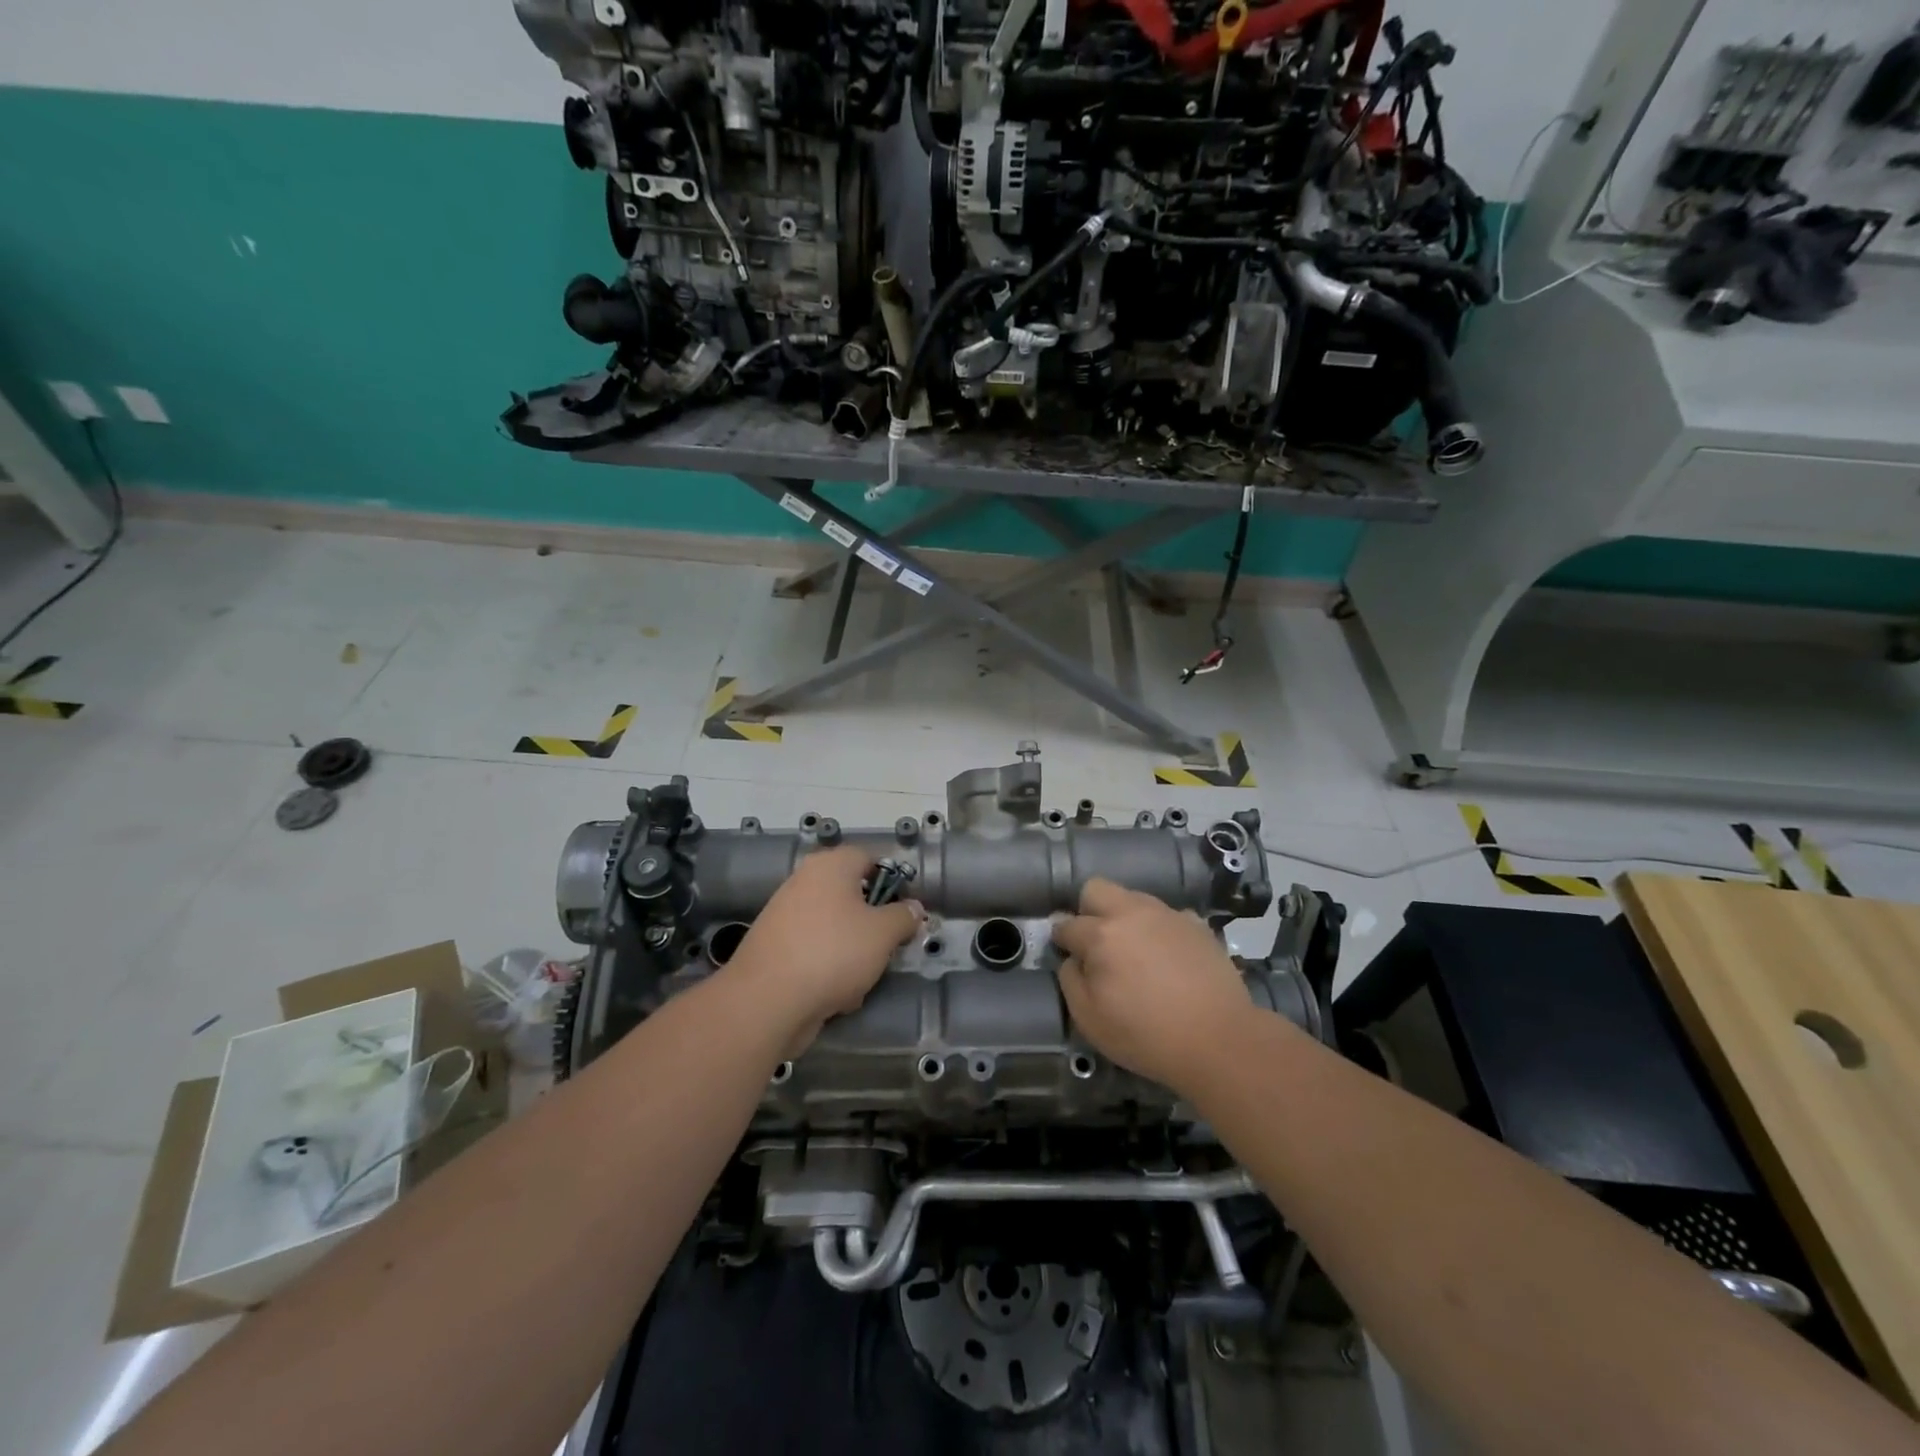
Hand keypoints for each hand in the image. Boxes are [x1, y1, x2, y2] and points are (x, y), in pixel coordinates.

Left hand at [726, 846, 922, 1052]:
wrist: (767, 1000)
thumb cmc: (834, 952)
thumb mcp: (883, 933)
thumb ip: (904, 916)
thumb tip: (913, 908)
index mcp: (830, 865)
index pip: (869, 858)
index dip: (892, 881)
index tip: (905, 911)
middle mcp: (804, 881)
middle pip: (851, 895)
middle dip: (872, 924)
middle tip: (887, 947)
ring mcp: (785, 914)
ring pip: (835, 928)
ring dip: (852, 952)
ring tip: (861, 979)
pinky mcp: (775, 947)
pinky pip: (814, 951)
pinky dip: (828, 969)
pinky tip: (836, 996)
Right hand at [1052, 878, 1253, 1093]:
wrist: (1219, 1040)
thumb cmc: (1146, 1034)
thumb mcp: (1089, 1019)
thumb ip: (1071, 980)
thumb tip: (1073, 960)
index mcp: (1101, 934)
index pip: (1066, 925)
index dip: (1061, 940)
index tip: (1065, 954)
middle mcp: (1132, 913)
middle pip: (1096, 889)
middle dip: (1087, 910)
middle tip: (1096, 943)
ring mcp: (1167, 915)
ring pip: (1133, 898)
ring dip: (1125, 917)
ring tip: (1134, 951)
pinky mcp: (1197, 925)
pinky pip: (1167, 916)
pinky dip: (1160, 930)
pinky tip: (1167, 957)